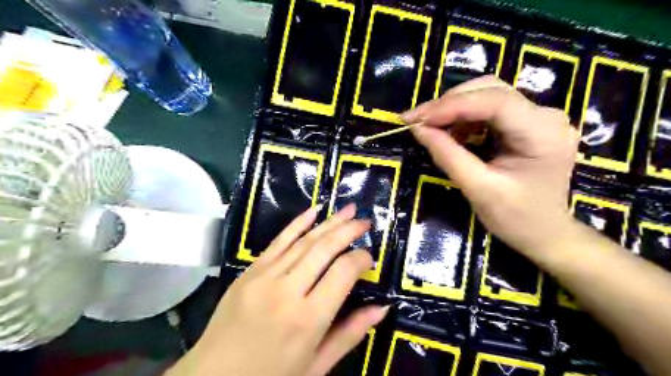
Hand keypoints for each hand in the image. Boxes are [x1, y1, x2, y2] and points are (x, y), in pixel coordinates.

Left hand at [167, 204, 387, 375]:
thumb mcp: (316, 365)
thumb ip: (350, 334)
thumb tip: (382, 308)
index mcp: (307, 319)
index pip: (343, 272)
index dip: (361, 259)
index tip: (370, 257)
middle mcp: (287, 290)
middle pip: (324, 248)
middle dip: (348, 230)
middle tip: (365, 221)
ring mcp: (264, 276)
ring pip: (304, 240)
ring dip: (329, 222)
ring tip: (348, 210)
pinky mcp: (250, 270)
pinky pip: (279, 240)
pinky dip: (298, 223)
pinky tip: (314, 210)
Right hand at [403, 75, 576, 257]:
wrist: (545, 234)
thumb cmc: (516, 218)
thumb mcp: (478, 189)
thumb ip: (447, 155)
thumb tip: (417, 129)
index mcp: (542, 132)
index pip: (494, 101)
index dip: (451, 106)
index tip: (416, 119)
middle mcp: (546, 115)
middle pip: (490, 90)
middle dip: (448, 103)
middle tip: (416, 120)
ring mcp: (538, 117)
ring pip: (488, 95)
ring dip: (454, 109)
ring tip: (429, 127)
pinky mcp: (528, 123)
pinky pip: (490, 109)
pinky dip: (464, 118)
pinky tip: (450, 133)